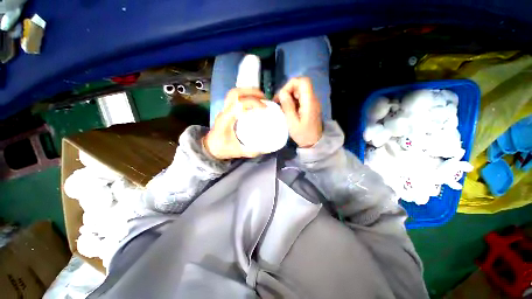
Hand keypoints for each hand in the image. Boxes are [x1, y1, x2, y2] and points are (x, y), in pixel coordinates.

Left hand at [203, 88, 265, 159]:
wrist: (209, 148)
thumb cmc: (222, 149)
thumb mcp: (239, 152)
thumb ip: (253, 151)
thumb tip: (268, 148)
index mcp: (226, 120)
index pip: (239, 104)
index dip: (253, 102)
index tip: (265, 108)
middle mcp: (224, 111)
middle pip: (235, 93)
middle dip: (251, 92)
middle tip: (264, 98)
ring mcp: (224, 109)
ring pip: (234, 93)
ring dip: (248, 92)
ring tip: (260, 97)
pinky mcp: (226, 110)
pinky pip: (235, 98)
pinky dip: (245, 96)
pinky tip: (253, 101)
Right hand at [275, 77, 322, 147]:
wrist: (313, 143)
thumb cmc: (303, 134)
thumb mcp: (292, 122)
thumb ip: (288, 106)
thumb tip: (282, 93)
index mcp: (309, 102)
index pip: (303, 81)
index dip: (291, 84)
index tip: (282, 95)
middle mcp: (312, 99)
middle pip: (300, 85)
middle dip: (287, 91)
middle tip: (279, 102)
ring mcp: (311, 102)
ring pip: (299, 91)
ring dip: (289, 97)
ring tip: (282, 107)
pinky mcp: (309, 106)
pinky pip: (300, 98)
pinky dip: (292, 101)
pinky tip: (287, 110)